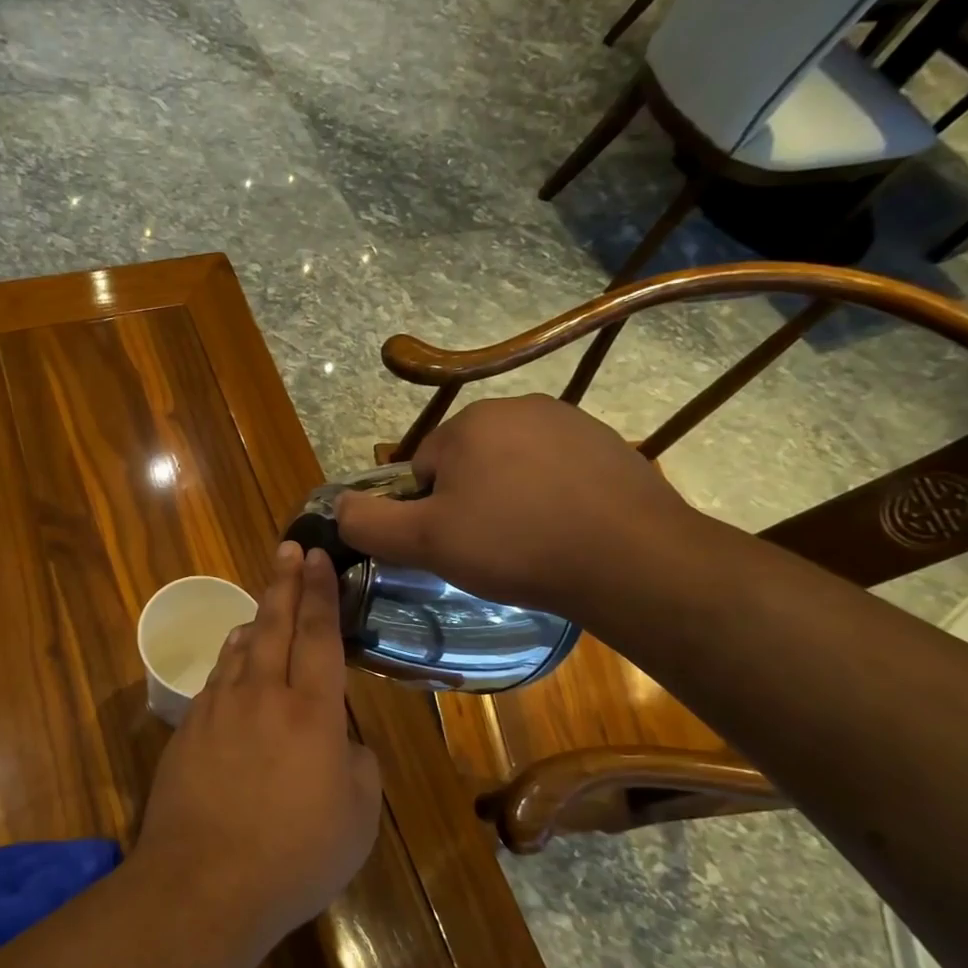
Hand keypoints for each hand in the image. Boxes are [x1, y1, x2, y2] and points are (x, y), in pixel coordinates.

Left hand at [137, 542, 382, 940]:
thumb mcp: (358, 817)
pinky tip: (234, 658)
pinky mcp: (188, 729)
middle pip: (276, 625)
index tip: (319, 559)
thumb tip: (341, 739)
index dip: (321, 594)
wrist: (205, 881)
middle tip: (289, 548)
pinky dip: (230, 659)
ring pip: (240, 648)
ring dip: (256, 618)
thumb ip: (357, 764)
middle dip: (285, 582)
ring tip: (265, 601)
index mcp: (312, 712)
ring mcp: (219, 709)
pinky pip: (216, 679)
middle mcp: (264, 696)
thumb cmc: (296, 855)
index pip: (321, 637)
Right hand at [334, 395, 699, 617]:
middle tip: (489, 550)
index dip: (427, 513)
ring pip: (512, 468)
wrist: (631, 560)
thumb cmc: (515, 546)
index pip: (421, 469)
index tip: (452, 546)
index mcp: (468, 424)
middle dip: (469, 503)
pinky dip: (551, 499)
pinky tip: (566, 533)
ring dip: (510, 501)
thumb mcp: (425, 542)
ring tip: (530, 545)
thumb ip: (367, 523)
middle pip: (466, 464)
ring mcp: (570, 422)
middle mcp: (517, 407)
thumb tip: (336, 507)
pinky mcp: (609, 446)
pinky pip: (556, 473)